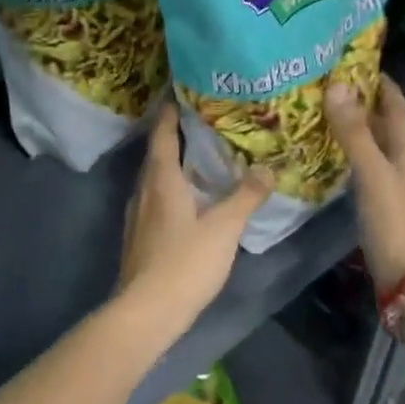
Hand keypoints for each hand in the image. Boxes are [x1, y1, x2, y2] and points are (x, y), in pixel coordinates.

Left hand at [117, 100, 272, 342]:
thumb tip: (267, 168)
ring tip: (198, 158)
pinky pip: (155, 200)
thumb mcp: (224, 228)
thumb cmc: (185, 262)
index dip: (170, 114)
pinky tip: (188, 200)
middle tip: (200, 122)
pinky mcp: (138, 236)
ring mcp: (137, 215)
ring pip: (154, 179)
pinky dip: (170, 189)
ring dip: (172, 165)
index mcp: (161, 180)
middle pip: (156, 155)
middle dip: (174, 137)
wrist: (147, 310)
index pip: (163, 136)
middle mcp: (143, 191)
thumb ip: (245, 197)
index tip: (178, 93)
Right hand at [324, 75, 404, 288]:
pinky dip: (353, 159)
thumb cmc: (396, 225)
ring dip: (357, 132)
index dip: (383, 85)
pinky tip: (334, 162)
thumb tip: (338, 85)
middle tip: (330, 87)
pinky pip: (369, 172)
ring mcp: (398, 190)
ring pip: (378, 150)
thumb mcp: (373, 174)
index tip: (358, 64)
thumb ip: (354, 133)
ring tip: (325, 117)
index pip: (398, 109)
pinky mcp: (386, 210)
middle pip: (388, 127)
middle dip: (365, 105)